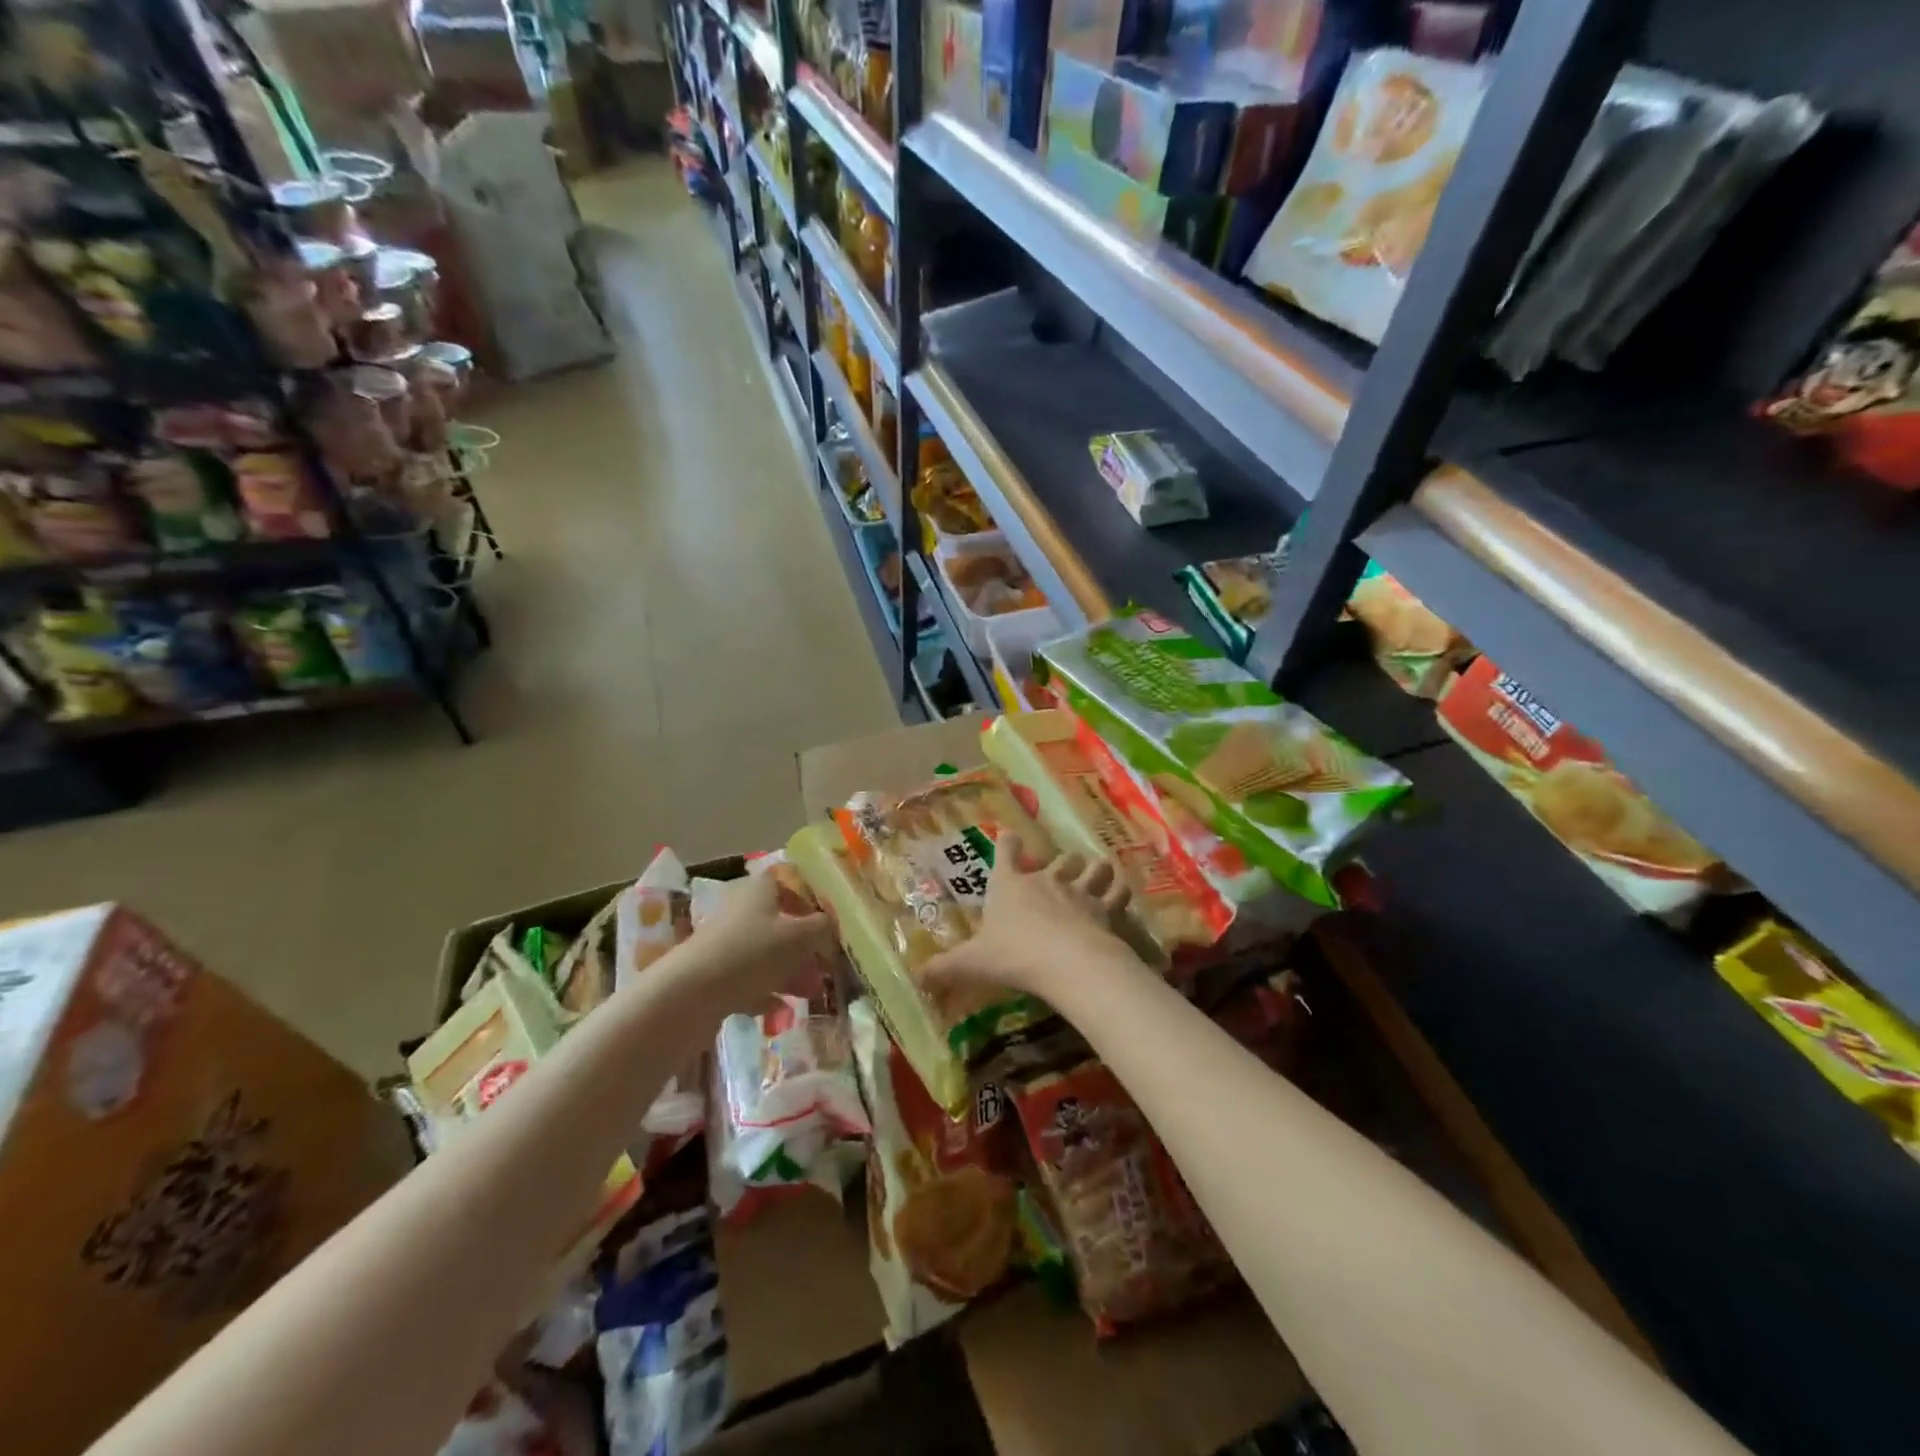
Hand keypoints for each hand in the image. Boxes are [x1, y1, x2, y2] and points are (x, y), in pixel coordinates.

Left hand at [679, 871, 835, 1012]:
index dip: (807, 900)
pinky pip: (747, 981)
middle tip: (824, 966)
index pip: (785, 883)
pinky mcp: (713, 975)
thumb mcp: (800, 937)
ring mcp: (724, 944)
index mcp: (759, 891)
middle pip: (778, 923)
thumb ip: (822, 928)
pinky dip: (765, 993)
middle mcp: (740, 911)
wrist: (691, 994)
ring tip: (810, 993)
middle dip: (803, 946)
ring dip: (789, 973)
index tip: (826, 922)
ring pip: (764, 954)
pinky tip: (781, 1011)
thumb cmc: (753, 953)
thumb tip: (829, 924)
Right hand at [924, 833, 1136, 1001]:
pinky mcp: (1105, 908)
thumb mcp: (973, 963)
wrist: (1066, 962)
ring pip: (1092, 869)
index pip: (1007, 854)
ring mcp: (1078, 892)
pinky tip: (1122, 891)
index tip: (1010, 833)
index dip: (1008, 843)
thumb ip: (945, 968)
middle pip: (1058, 860)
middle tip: (1065, 865)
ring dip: (1095, 869)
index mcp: (1010, 886)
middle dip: (1062, 861)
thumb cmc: (1014, 955)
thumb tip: (916, 976)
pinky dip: (1120, 890)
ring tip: (1099, 869)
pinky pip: (1117, 892)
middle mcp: (1045, 881)